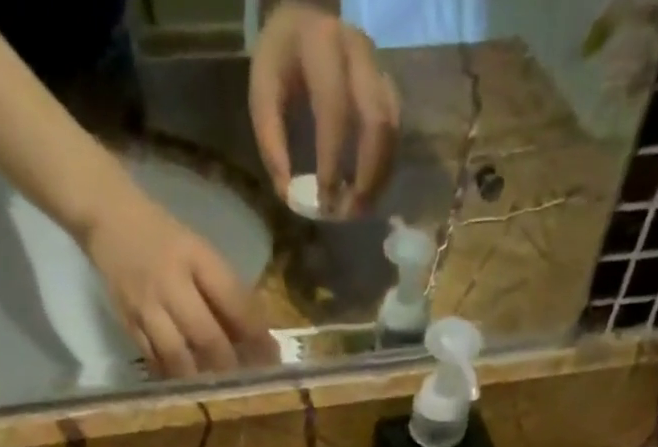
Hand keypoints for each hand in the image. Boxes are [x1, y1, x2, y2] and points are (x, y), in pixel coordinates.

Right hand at [83, 187, 280, 377]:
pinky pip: (154, 359)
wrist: (107, 217)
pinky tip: (187, 384)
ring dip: (200, 377)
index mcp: (196, 258)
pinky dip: (173, 375)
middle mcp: (170, 283)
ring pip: (178, 355)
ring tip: (216, 389)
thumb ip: (225, 291)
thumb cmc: (165, 238)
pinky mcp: (127, 322)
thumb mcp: (200, 252)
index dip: (256, 335)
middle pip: (206, 335)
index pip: (234, 301)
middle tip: (246, 383)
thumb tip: (256, 337)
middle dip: (230, 364)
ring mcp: (145, 305)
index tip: (272, 358)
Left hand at [250, 1, 400, 217]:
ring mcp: (379, 68)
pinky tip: (370, 191)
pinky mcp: (387, 85)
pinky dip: (384, 167)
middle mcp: (359, 53)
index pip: (335, 111)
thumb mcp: (262, 94)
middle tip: (352, 214)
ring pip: (392, 129)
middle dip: (367, 176)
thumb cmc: (279, 62)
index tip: (326, 203)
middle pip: (377, 122)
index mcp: (322, 47)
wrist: (303, 20)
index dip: (333, 162)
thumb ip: (272, 144)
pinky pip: (395, 131)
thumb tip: (290, 196)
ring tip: (362, 209)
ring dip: (380, 176)